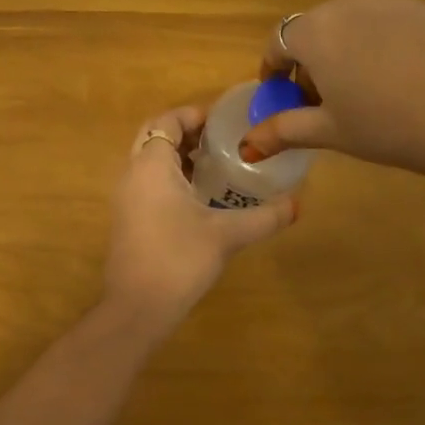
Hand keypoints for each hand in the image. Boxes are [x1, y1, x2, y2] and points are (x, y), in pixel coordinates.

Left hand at [103, 105, 298, 326]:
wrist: (137, 309)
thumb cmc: (179, 259)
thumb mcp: (227, 235)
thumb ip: (264, 217)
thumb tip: (298, 204)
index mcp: (151, 166)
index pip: (166, 121)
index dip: (193, 115)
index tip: (224, 122)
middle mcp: (132, 175)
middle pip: (154, 137)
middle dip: (186, 134)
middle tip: (222, 141)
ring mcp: (126, 199)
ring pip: (149, 162)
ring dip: (178, 157)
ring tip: (216, 165)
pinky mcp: (128, 220)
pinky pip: (147, 183)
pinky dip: (170, 178)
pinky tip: (200, 198)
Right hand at [241, 0, 424, 185]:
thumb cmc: (389, 127)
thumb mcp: (332, 132)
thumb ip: (284, 130)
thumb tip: (247, 144)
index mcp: (317, 31)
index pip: (278, 42)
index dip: (275, 70)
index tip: (283, 95)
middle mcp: (350, 3)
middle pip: (316, 29)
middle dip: (312, 61)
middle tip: (325, 100)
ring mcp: (395, 1)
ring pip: (355, 23)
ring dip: (348, 50)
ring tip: (367, 90)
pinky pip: (391, 24)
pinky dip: (384, 45)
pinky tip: (406, 79)